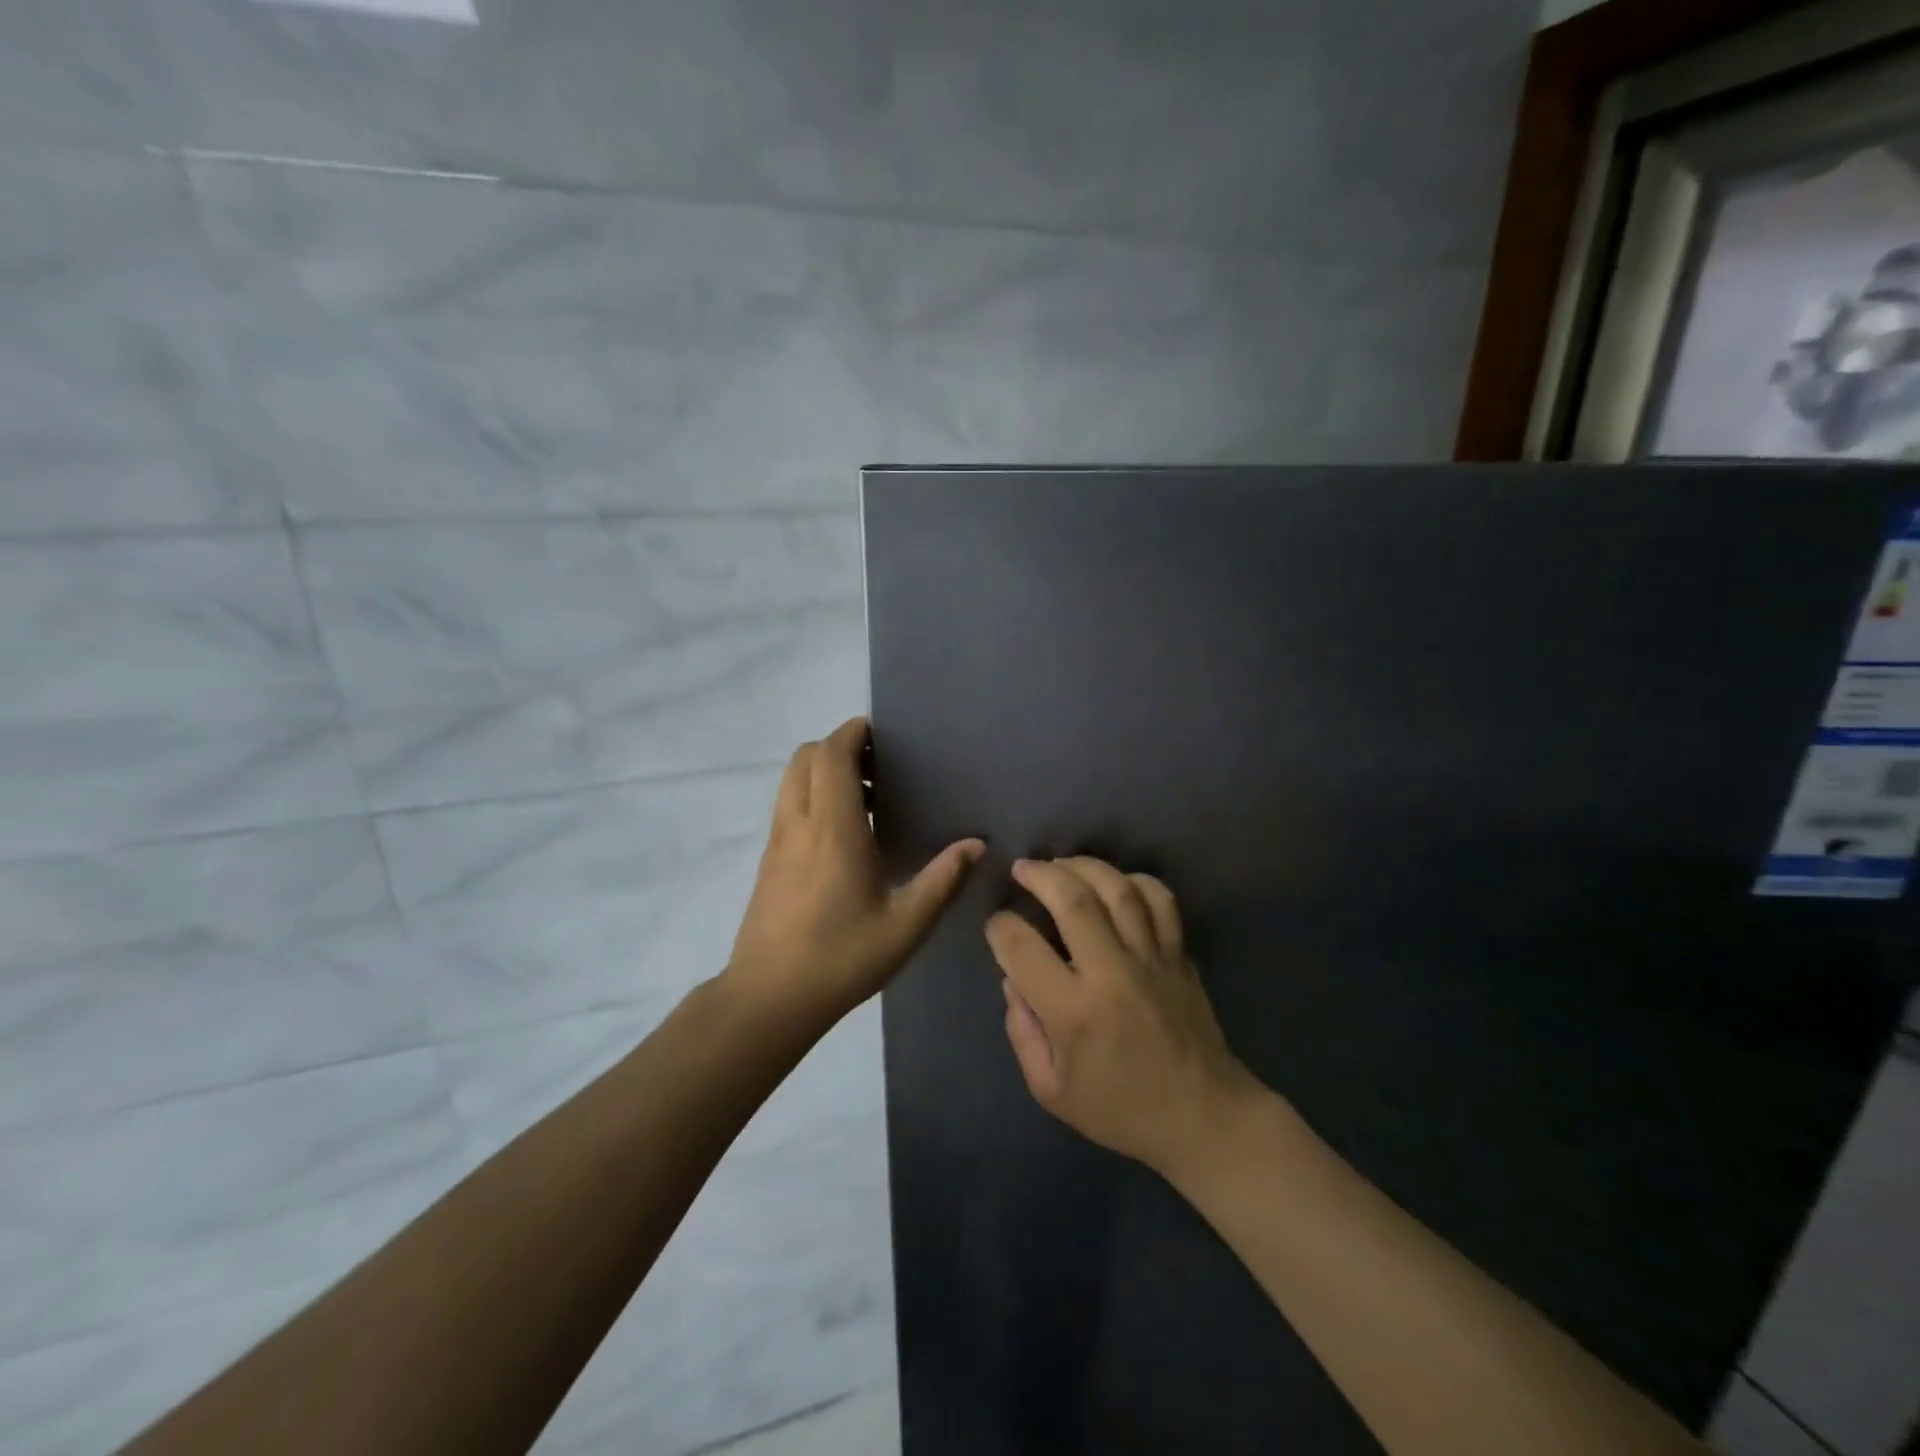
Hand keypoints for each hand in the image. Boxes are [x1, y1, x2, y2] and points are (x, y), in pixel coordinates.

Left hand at [725, 718, 984, 1024]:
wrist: (769, 999)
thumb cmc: (841, 958)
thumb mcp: (906, 924)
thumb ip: (942, 880)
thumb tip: (976, 844)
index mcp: (833, 829)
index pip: (831, 755)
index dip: (852, 733)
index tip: (881, 734)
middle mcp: (799, 823)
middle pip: (805, 757)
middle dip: (838, 747)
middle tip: (878, 767)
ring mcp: (777, 841)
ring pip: (790, 780)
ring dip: (822, 771)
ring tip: (864, 798)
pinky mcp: (768, 861)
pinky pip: (787, 805)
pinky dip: (810, 796)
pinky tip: (841, 835)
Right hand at [986, 857, 1258, 1174]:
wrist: (1203, 1117)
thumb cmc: (1121, 1109)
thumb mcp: (1051, 1090)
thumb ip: (1022, 1032)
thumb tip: (1011, 980)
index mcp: (1074, 1012)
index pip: (1021, 947)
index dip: (999, 927)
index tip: (996, 925)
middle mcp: (1112, 973)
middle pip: (1072, 900)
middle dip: (1039, 874)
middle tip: (1022, 869)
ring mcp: (1152, 959)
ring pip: (1117, 889)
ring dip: (1083, 866)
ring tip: (1061, 864)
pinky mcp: (1179, 955)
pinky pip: (1160, 900)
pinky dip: (1136, 880)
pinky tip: (1116, 882)